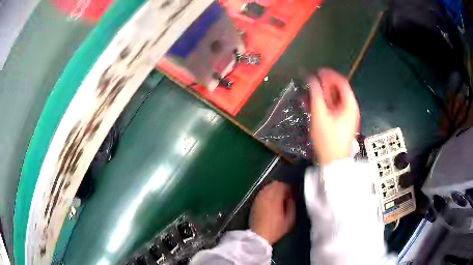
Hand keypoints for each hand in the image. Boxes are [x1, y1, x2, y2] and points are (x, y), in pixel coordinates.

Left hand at [249, 181, 294, 244]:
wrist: (258, 236)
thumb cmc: (276, 229)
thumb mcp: (289, 219)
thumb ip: (291, 205)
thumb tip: (291, 197)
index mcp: (275, 199)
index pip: (282, 186)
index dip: (288, 188)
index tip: (292, 194)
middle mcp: (265, 196)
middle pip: (274, 184)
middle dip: (281, 187)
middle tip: (286, 195)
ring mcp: (258, 199)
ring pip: (267, 187)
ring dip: (274, 189)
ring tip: (279, 197)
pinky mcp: (254, 203)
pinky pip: (262, 193)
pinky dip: (267, 193)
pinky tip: (271, 200)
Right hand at [309, 68, 359, 164]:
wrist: (332, 163)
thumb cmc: (328, 139)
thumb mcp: (320, 115)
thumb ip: (315, 95)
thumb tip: (311, 78)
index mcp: (349, 105)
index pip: (342, 82)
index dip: (330, 75)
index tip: (317, 71)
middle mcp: (349, 109)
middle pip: (337, 91)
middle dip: (323, 85)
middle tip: (311, 82)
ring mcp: (345, 117)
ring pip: (333, 100)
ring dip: (321, 95)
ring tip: (307, 92)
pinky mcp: (339, 123)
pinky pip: (331, 109)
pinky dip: (322, 105)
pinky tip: (310, 104)